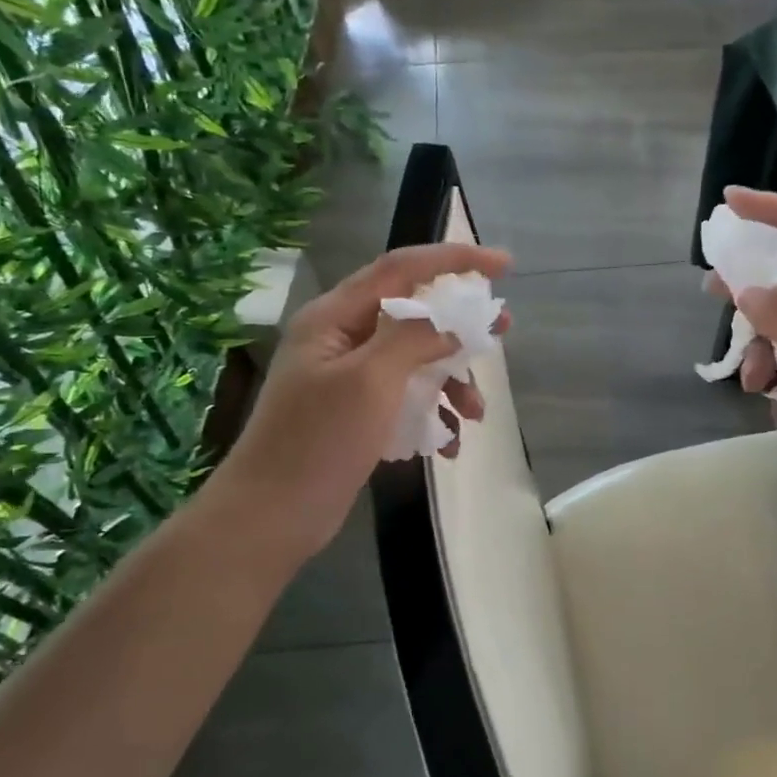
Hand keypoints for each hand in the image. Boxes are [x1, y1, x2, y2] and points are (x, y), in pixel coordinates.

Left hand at [211, 242, 511, 563]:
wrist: (272, 516)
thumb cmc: (318, 441)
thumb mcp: (371, 380)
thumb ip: (413, 339)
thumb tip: (449, 324)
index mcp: (335, 317)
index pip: (400, 269)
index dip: (453, 260)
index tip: (502, 266)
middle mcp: (341, 339)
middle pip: (412, 314)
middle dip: (460, 326)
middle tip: (504, 330)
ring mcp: (348, 379)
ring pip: (414, 362)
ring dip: (450, 382)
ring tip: (477, 413)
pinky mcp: (356, 414)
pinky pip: (405, 398)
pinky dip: (431, 414)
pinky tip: (448, 444)